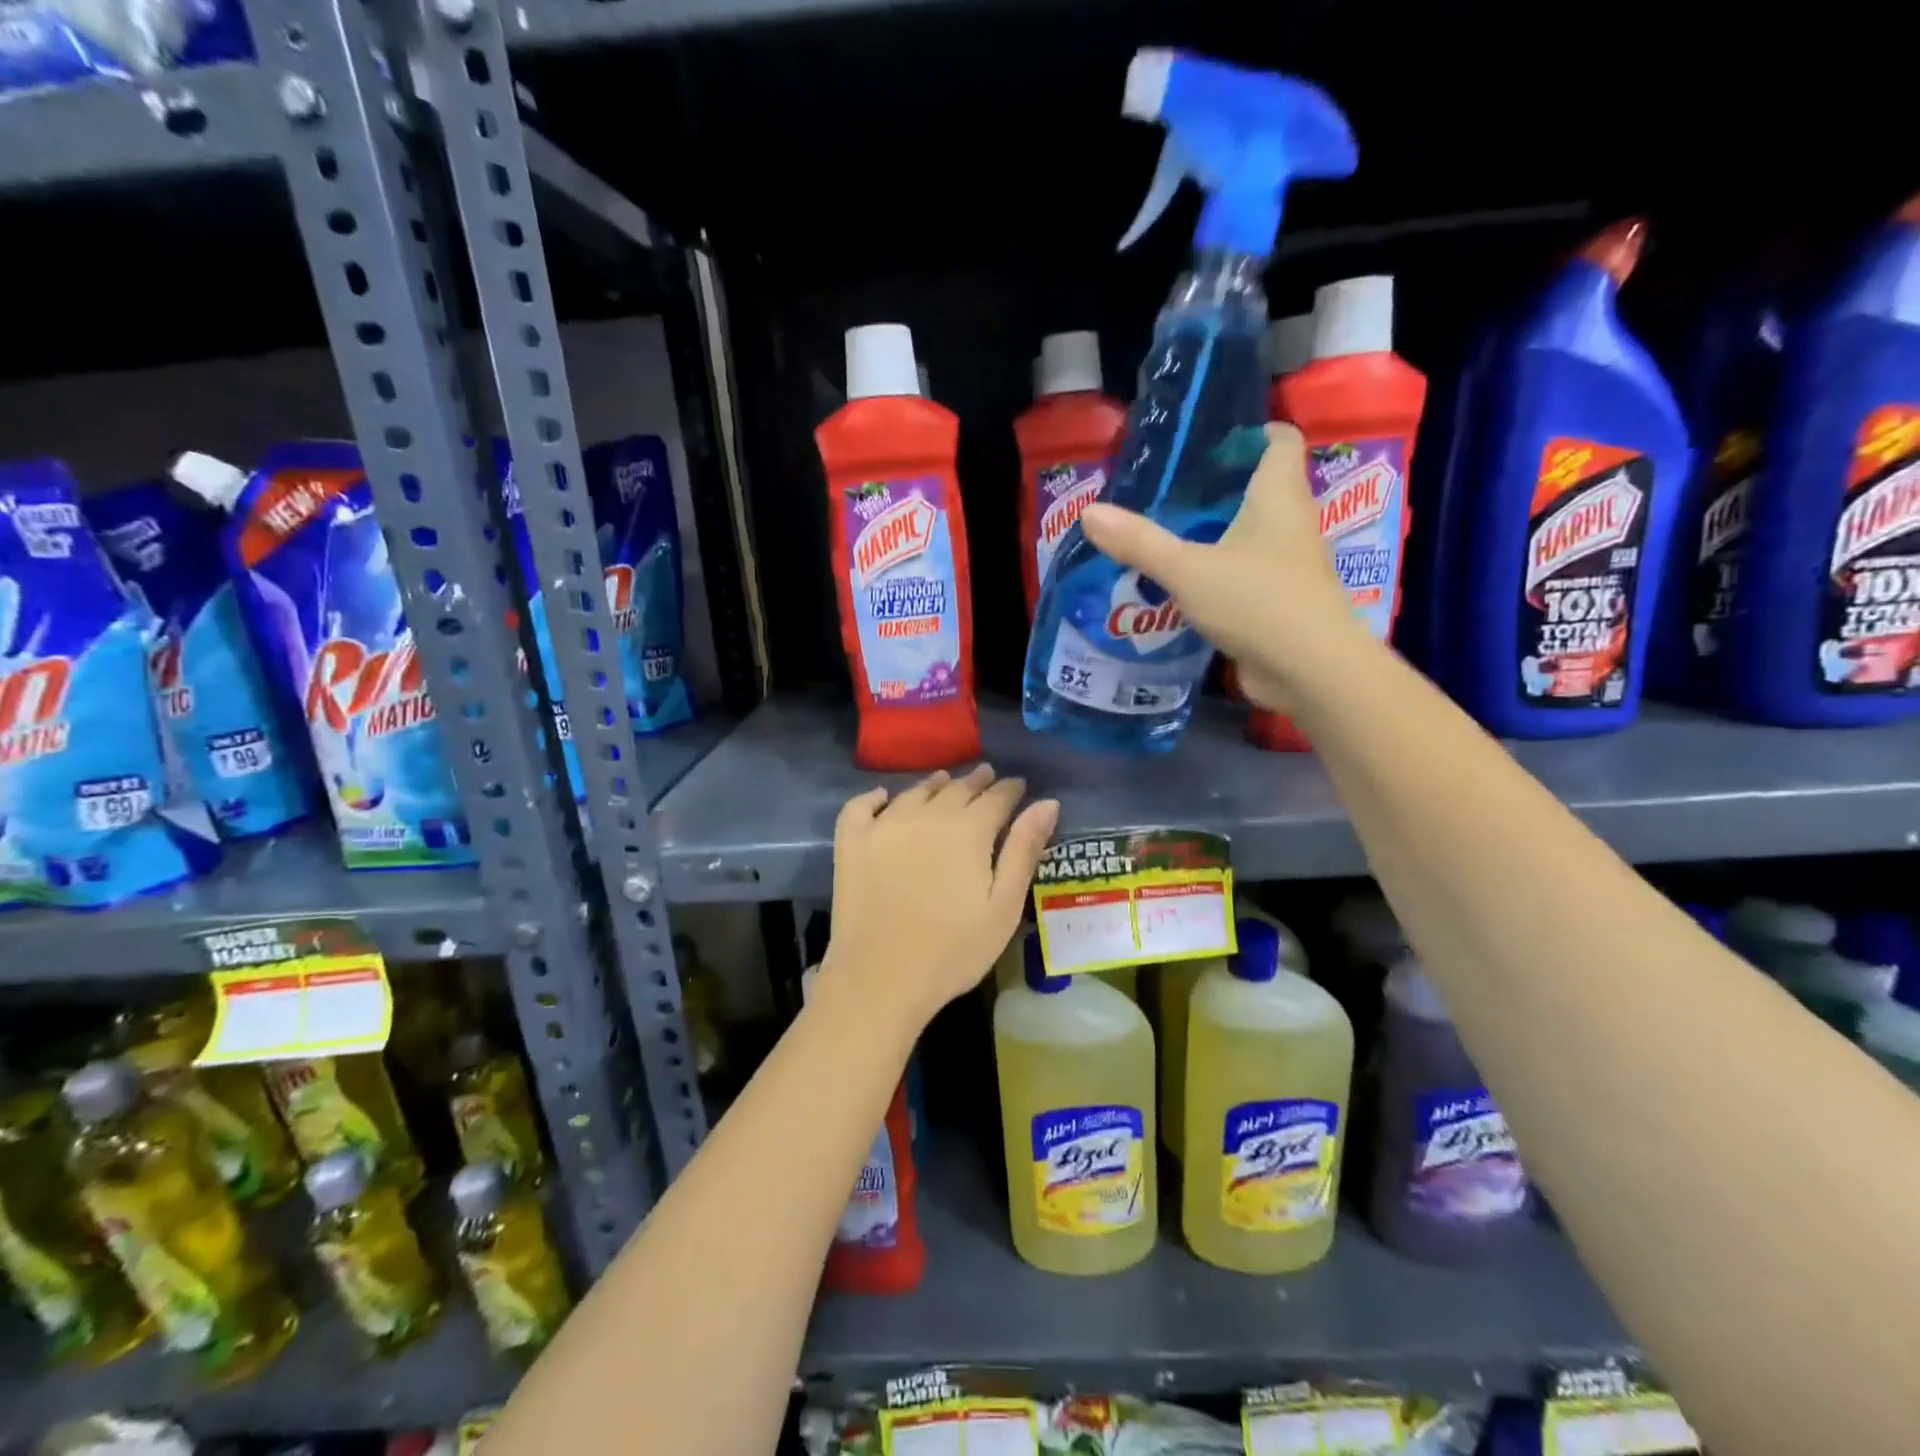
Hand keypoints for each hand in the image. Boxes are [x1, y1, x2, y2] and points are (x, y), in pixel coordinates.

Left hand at [823, 766, 1058, 1030]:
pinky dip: (875, 796)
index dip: (1010, 789)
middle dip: (975, 781)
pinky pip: (861, 806)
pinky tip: (884, 797)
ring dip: (934, 784)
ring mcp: (884, 826)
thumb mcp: (1003, 906)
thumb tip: (1047, 802)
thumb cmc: (954, 950)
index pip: (996, 797)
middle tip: (986, 775)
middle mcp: (926, 815)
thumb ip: (1024, 850)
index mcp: (968, 830)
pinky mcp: (851, 843)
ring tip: (944, 780)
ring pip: (914, 792)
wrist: (882, 979)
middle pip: (956, 789)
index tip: (1018, 785)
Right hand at [1080, 423, 1359, 708]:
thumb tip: (1088, 513)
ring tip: (1167, 533)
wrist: (1309, 671)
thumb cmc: (1257, 602)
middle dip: (1221, 486)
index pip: (1281, 442)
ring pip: (1251, 535)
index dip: (1253, 432)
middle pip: (1262, 489)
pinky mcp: (1279, 603)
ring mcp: (1289, 567)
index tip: (1212, 439)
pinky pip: (1245, 574)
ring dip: (1216, 533)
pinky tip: (1182, 584)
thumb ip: (1139, 542)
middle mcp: (1291, 525)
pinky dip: (1217, 572)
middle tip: (1172, 489)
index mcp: (1279, 498)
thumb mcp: (1187, 569)